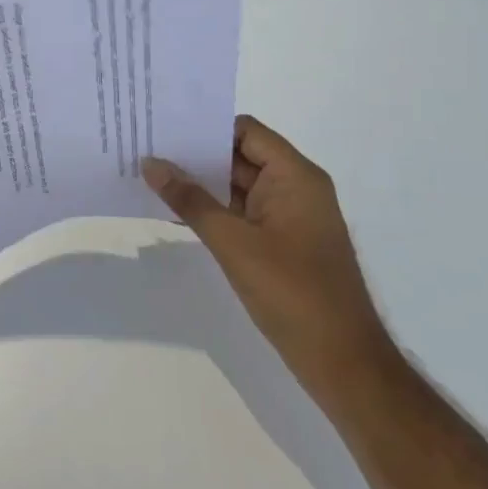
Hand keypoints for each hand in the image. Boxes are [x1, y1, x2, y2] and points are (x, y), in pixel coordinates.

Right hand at [143, 117, 393, 402]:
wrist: (342, 362)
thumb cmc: (292, 292)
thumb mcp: (233, 242)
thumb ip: (190, 199)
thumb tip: (150, 163)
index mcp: (295, 177)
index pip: (245, 131)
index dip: (205, 126)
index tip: (163, 126)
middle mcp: (296, 188)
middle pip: (239, 155)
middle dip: (195, 154)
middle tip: (145, 148)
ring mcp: (290, 217)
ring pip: (238, 185)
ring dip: (200, 183)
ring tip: (150, 175)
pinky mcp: (282, 242)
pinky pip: (242, 212)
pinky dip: (212, 209)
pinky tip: (175, 211)